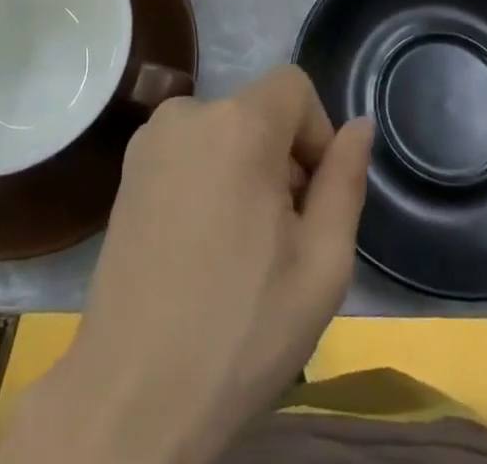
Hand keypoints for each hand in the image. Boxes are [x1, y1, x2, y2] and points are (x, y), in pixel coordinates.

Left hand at [0, 67, 373, 463]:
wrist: (132, 399)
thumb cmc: (240, 332)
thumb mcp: (322, 264)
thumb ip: (346, 180)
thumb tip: (360, 124)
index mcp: (238, 123)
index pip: (295, 86)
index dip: (316, 134)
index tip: (310, 200)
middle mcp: (188, 112)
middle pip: (259, 110)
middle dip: (282, 159)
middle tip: (279, 238)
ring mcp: (150, 140)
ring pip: (225, 131)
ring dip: (245, 169)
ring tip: (239, 247)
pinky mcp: (127, 170)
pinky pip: (189, 150)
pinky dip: (209, 178)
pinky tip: (201, 246)